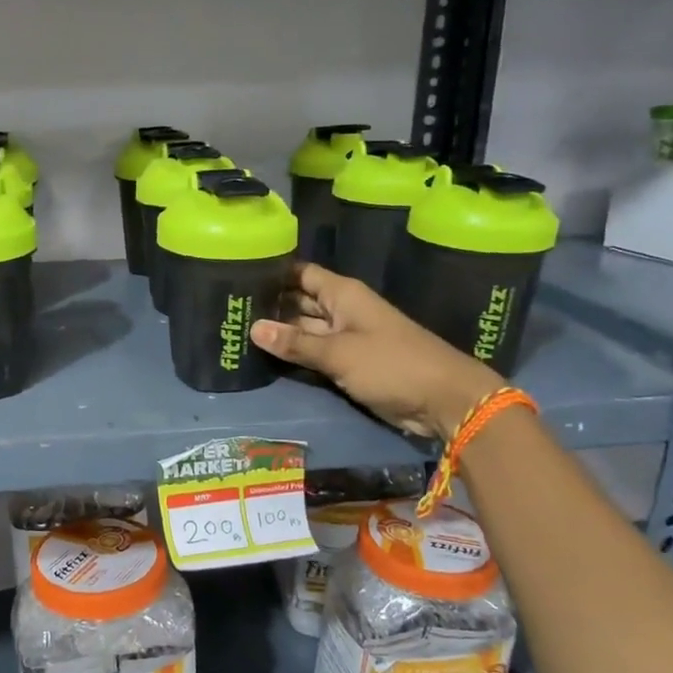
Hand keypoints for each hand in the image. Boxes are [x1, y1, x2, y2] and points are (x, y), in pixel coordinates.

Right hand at [250, 263, 504, 439]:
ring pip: (305, 329)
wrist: (443, 400)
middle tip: (229, 309)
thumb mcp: (338, 353)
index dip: (273, 273)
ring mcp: (346, 337)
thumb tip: (253, 328)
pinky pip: (316, 353)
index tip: (238, 274)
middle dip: (270, 304)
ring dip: (279, 332)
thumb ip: (295, 343)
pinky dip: (295, 354)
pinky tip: (265, 356)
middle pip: (299, 301)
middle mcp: (342, 310)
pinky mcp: (349, 363)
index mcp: (343, 294)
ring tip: (236, 330)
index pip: (301, 273)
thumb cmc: (391, 364)